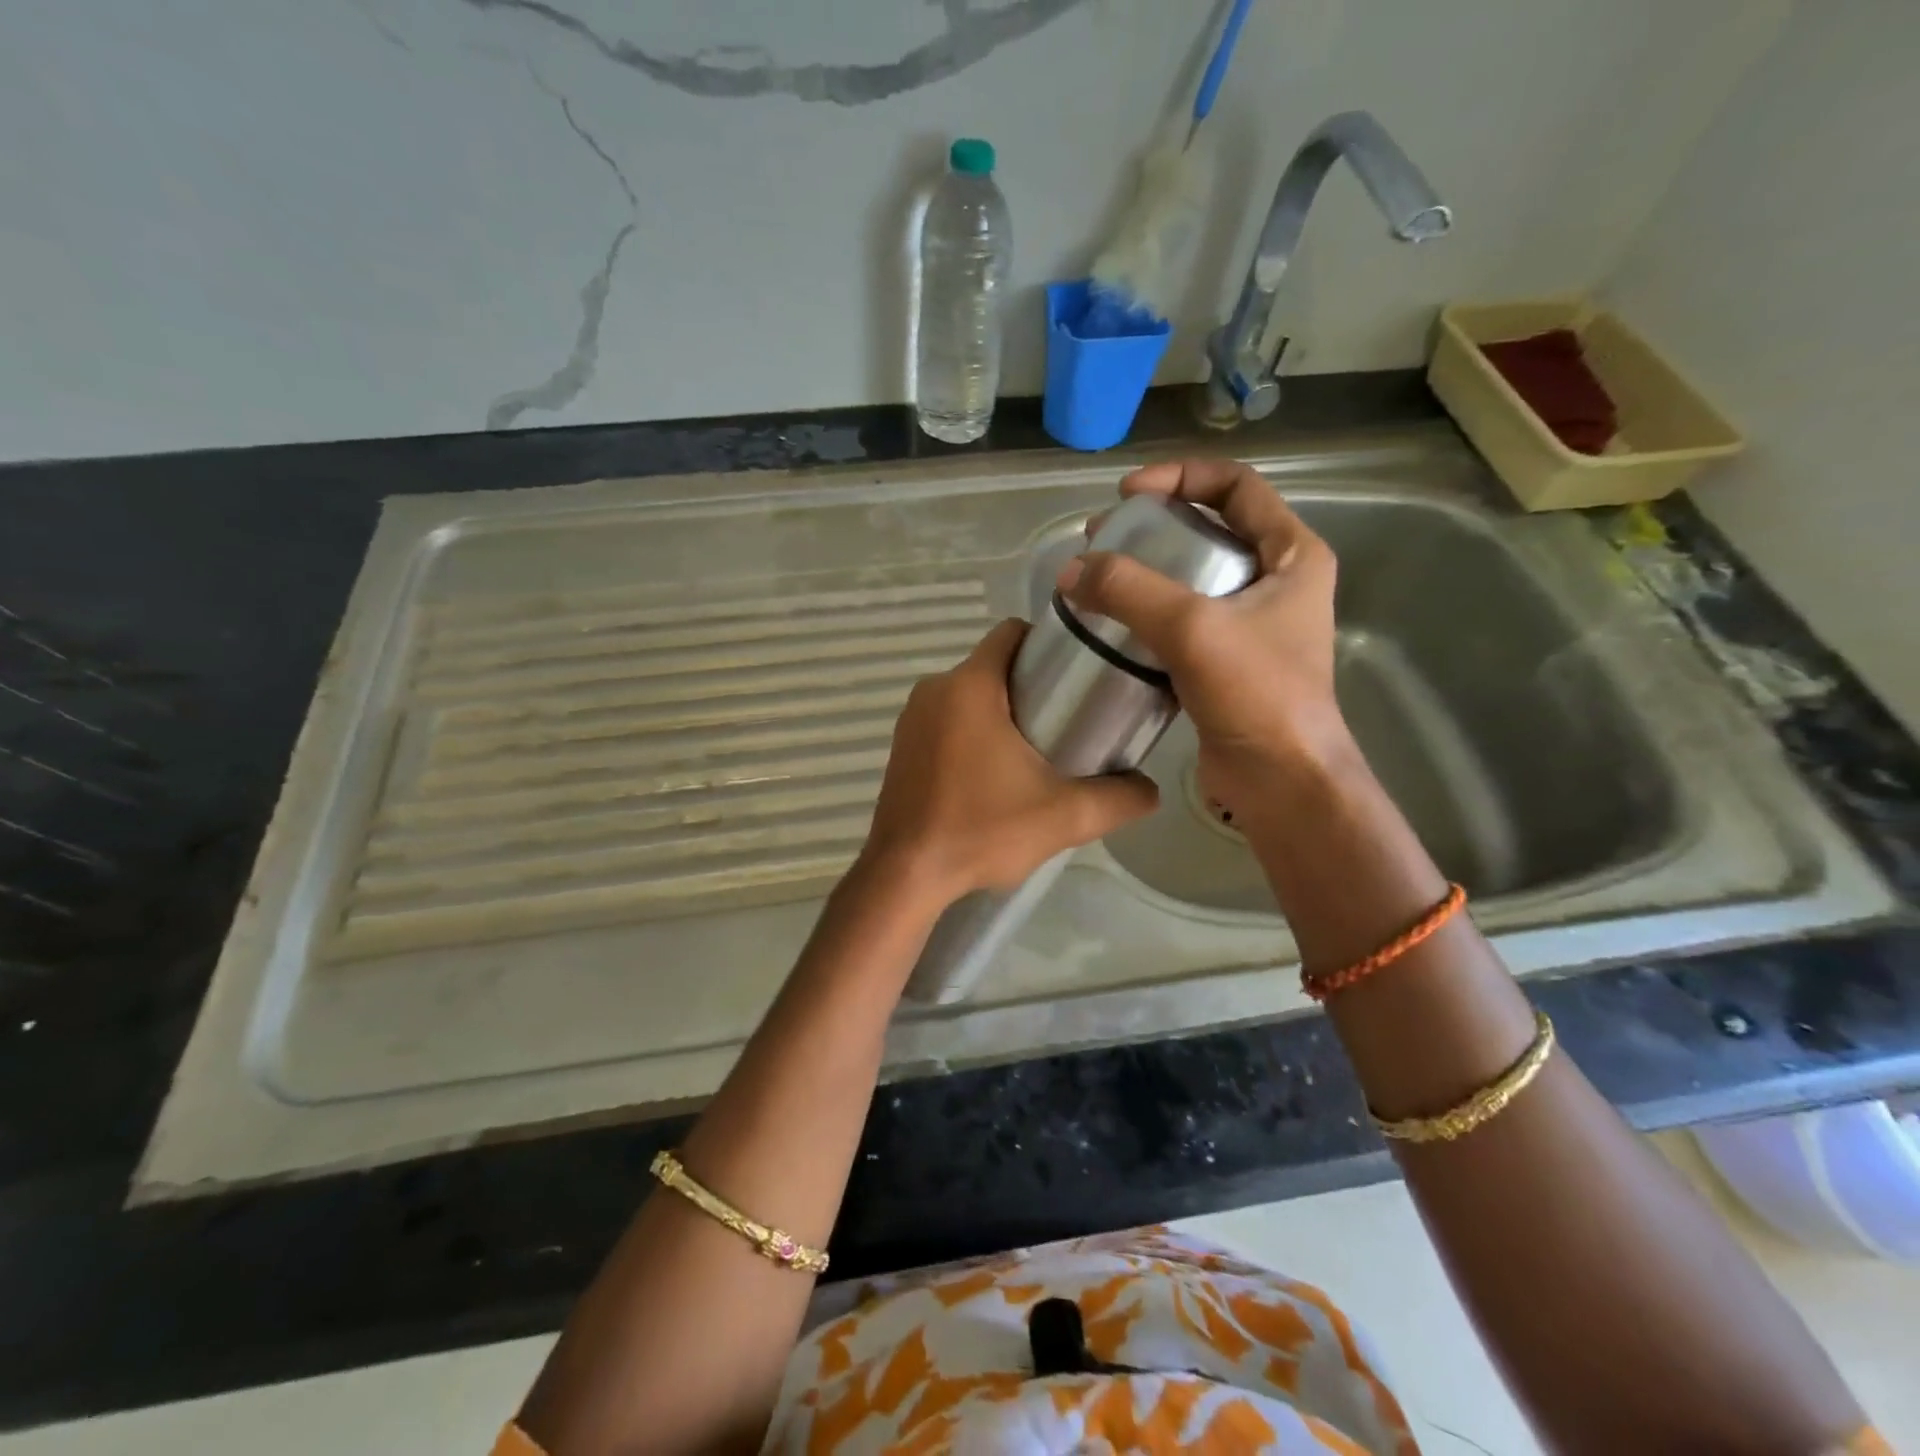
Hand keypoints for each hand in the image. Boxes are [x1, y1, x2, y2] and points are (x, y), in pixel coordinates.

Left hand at [860, 618, 1158, 905]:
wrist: (906, 876)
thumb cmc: (981, 830)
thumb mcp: (1063, 816)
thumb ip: (1117, 799)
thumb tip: (1150, 789)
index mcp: (969, 686)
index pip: (1012, 633)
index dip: (1048, 645)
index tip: (1077, 677)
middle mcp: (934, 690)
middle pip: (993, 665)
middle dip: (1031, 685)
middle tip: (1068, 721)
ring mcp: (911, 718)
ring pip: (969, 694)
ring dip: (1001, 711)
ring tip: (1035, 751)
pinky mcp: (901, 746)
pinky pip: (946, 720)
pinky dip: (971, 732)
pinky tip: (992, 774)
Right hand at [1058, 458, 1353, 823]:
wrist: (1282, 781)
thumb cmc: (1257, 695)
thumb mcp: (1193, 629)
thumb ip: (1130, 591)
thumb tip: (1070, 571)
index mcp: (1293, 555)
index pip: (1237, 486)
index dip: (1181, 477)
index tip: (1128, 495)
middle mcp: (1278, 582)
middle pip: (1211, 529)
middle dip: (1154, 526)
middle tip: (1102, 537)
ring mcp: (1253, 625)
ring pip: (1193, 578)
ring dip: (1146, 572)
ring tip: (1097, 578)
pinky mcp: (1227, 663)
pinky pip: (1182, 622)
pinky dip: (1147, 616)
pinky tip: (1112, 625)